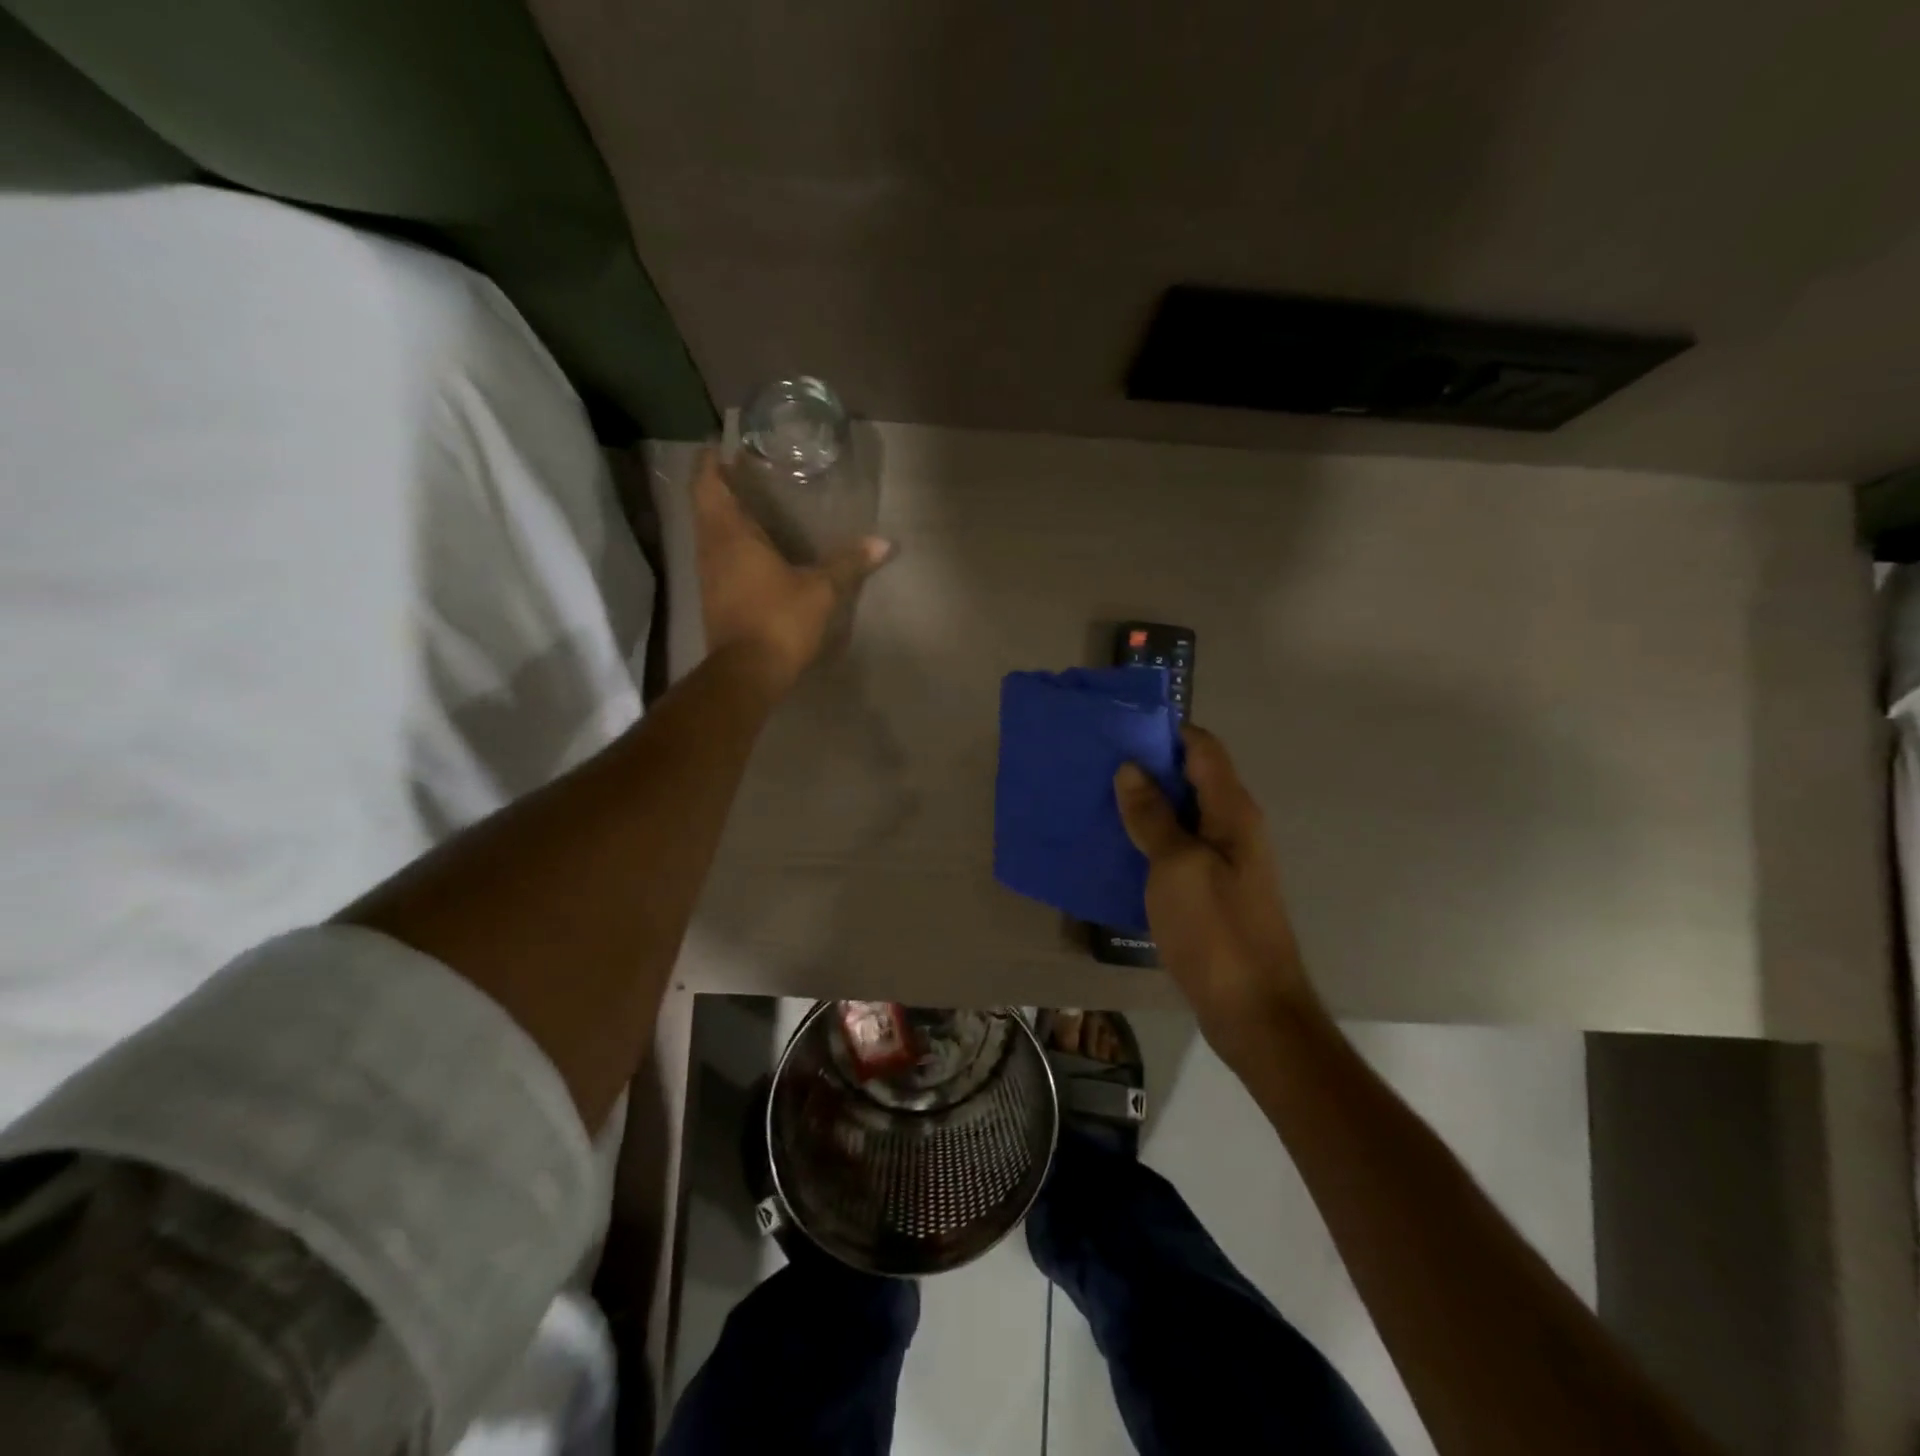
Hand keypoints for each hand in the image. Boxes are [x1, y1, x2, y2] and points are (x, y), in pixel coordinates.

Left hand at [694, 450, 893, 691]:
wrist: (747, 673)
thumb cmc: (779, 620)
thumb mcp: (821, 590)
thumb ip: (849, 563)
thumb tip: (884, 543)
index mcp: (730, 534)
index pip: (707, 484)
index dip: (711, 462)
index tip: (722, 445)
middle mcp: (711, 549)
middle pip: (705, 506)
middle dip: (720, 486)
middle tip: (744, 470)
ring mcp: (709, 576)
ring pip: (709, 533)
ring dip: (723, 516)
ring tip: (751, 505)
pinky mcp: (715, 599)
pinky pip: (717, 558)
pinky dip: (729, 544)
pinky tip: (752, 550)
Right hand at [1113, 726, 1324, 1071]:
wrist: (1253, 1010)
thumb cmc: (1216, 931)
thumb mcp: (1177, 867)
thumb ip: (1153, 816)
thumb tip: (1131, 769)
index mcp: (1233, 811)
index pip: (1203, 748)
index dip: (1165, 731)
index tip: (1118, 728)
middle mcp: (1232, 827)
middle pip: (1190, 778)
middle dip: (1146, 766)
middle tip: (1095, 763)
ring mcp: (1222, 860)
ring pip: (1180, 814)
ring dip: (1143, 804)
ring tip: (1095, 798)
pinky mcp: (1209, 889)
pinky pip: (1175, 848)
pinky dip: (1147, 839)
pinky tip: (1114, 846)